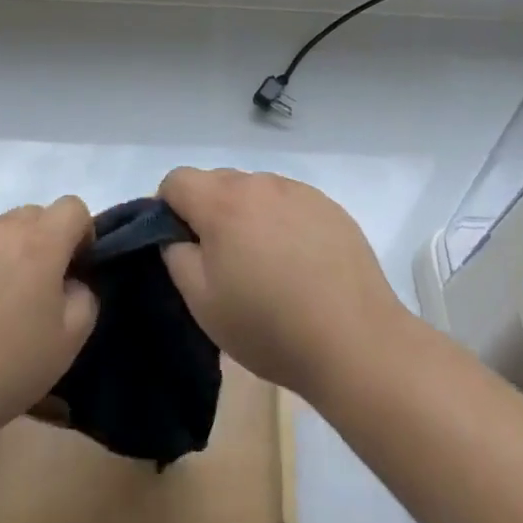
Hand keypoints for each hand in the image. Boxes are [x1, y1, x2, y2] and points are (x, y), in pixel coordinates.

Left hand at [0, 198, 98, 447]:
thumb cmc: (3, 370)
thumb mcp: (69, 342)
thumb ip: (85, 296)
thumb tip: (70, 281)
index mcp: (39, 242)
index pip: (73, 208)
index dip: (80, 235)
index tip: (72, 272)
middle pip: (32, 216)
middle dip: (41, 244)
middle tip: (30, 294)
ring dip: (2, 253)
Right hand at [157, 167, 411, 403]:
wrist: (355, 341)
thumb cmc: (268, 326)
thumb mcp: (202, 301)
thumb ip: (175, 255)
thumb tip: (175, 234)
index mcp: (222, 201)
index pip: (176, 180)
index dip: (167, 209)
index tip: (181, 246)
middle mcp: (260, 183)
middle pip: (216, 182)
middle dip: (208, 212)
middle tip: (222, 262)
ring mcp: (299, 191)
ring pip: (254, 191)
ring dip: (247, 215)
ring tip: (266, 266)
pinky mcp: (329, 206)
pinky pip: (289, 202)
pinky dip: (281, 222)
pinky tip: (299, 264)